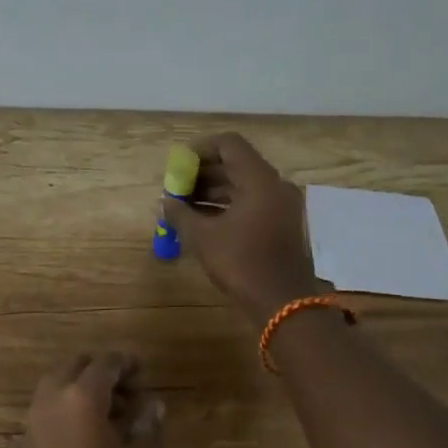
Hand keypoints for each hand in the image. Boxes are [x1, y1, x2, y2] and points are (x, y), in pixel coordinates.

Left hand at [21, 352, 164, 447]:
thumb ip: (145, 425)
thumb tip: (153, 404)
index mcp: (81, 397)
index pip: (105, 364)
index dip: (127, 363)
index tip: (144, 370)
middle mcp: (52, 398)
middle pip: (76, 365)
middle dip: (101, 370)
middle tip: (129, 388)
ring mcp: (35, 418)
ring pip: (58, 383)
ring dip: (83, 386)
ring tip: (114, 410)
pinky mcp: (28, 438)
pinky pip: (48, 404)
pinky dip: (68, 403)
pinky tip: (91, 427)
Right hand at [165, 132, 318, 323]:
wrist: (283, 303)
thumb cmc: (242, 263)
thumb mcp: (203, 237)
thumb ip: (180, 214)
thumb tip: (164, 202)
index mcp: (260, 180)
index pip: (229, 144)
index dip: (200, 149)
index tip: (178, 165)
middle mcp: (276, 186)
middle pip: (236, 165)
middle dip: (202, 173)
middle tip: (176, 188)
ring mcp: (283, 206)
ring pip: (243, 185)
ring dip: (213, 191)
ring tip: (183, 206)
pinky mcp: (283, 225)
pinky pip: (252, 203)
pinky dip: (227, 206)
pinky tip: (203, 221)